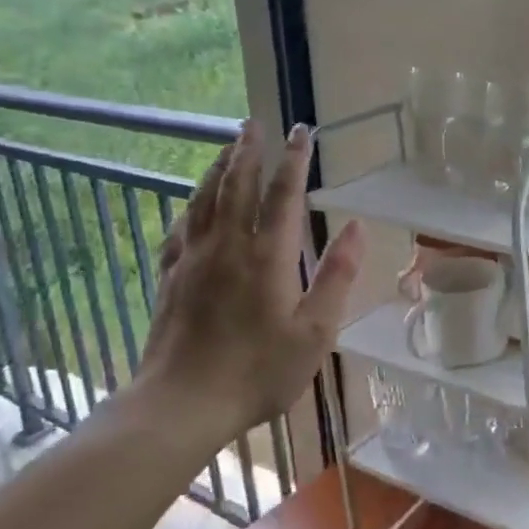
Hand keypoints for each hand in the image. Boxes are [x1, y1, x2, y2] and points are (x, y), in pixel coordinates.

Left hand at [130, 120, 363, 435]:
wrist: (182, 404)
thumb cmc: (258, 372)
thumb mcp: (314, 331)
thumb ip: (337, 276)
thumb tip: (358, 228)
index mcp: (267, 256)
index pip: (284, 194)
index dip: (294, 160)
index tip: (301, 131)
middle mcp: (227, 246)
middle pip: (237, 185)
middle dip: (249, 152)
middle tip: (255, 124)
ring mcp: (193, 260)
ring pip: (204, 200)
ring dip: (218, 169)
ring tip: (227, 148)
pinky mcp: (170, 278)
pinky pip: (181, 228)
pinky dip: (190, 205)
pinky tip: (192, 204)